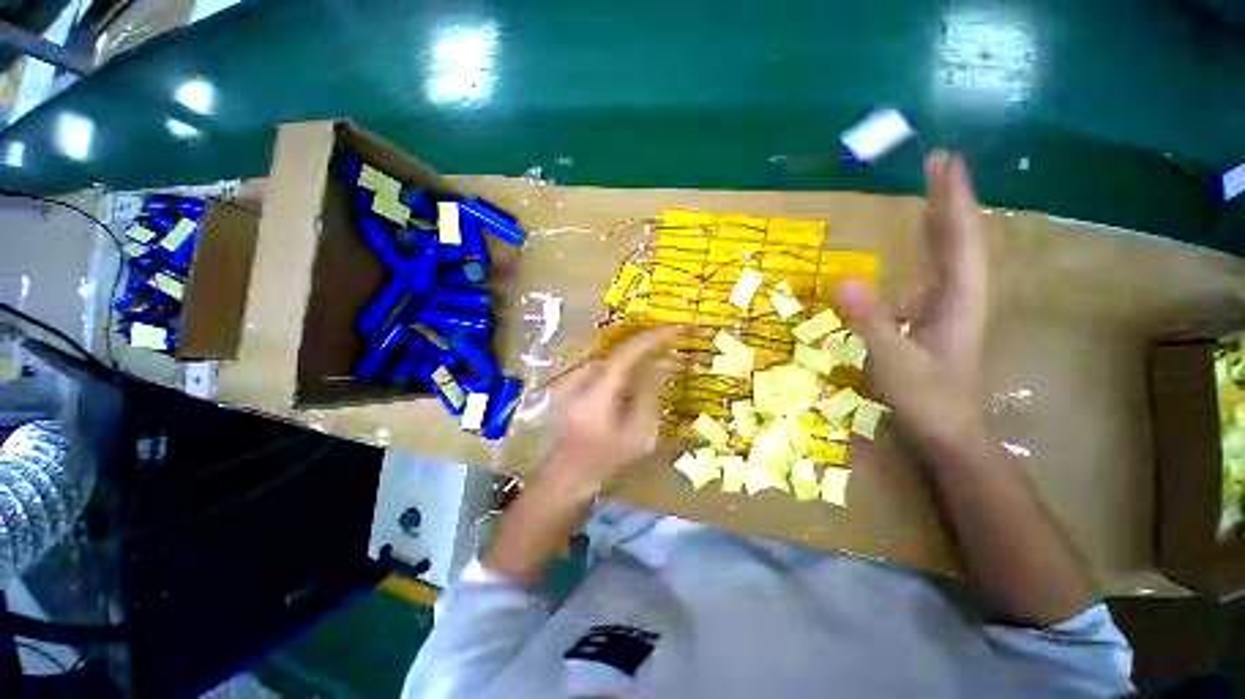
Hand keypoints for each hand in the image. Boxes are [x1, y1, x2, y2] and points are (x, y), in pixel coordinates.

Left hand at [541, 327, 679, 499]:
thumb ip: (650, 395)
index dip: (653, 337)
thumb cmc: (606, 459)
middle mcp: (584, 375)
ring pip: (614, 357)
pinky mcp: (576, 385)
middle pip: (621, 349)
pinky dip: (626, 365)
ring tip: (663, 355)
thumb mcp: (638, 433)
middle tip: (675, 343)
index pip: (628, 350)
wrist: (568, 476)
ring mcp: (576, 379)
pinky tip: (641, 371)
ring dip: (638, 354)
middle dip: (649, 344)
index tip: (676, 329)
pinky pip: (607, 367)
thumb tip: (663, 363)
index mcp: (598, 387)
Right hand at [837, 151, 988, 452]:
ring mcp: (950, 306)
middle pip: (960, 238)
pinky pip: (934, 272)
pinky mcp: (936, 318)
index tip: (944, 163)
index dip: (952, 200)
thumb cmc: (927, 399)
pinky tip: (918, 243)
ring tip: (932, 190)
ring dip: (941, 219)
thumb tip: (842, 279)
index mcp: (960, 300)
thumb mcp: (893, 361)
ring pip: (951, 253)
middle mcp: (961, 295)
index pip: (959, 239)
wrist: (948, 433)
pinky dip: (928, 249)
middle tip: (939, 162)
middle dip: (949, 199)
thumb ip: (869, 320)